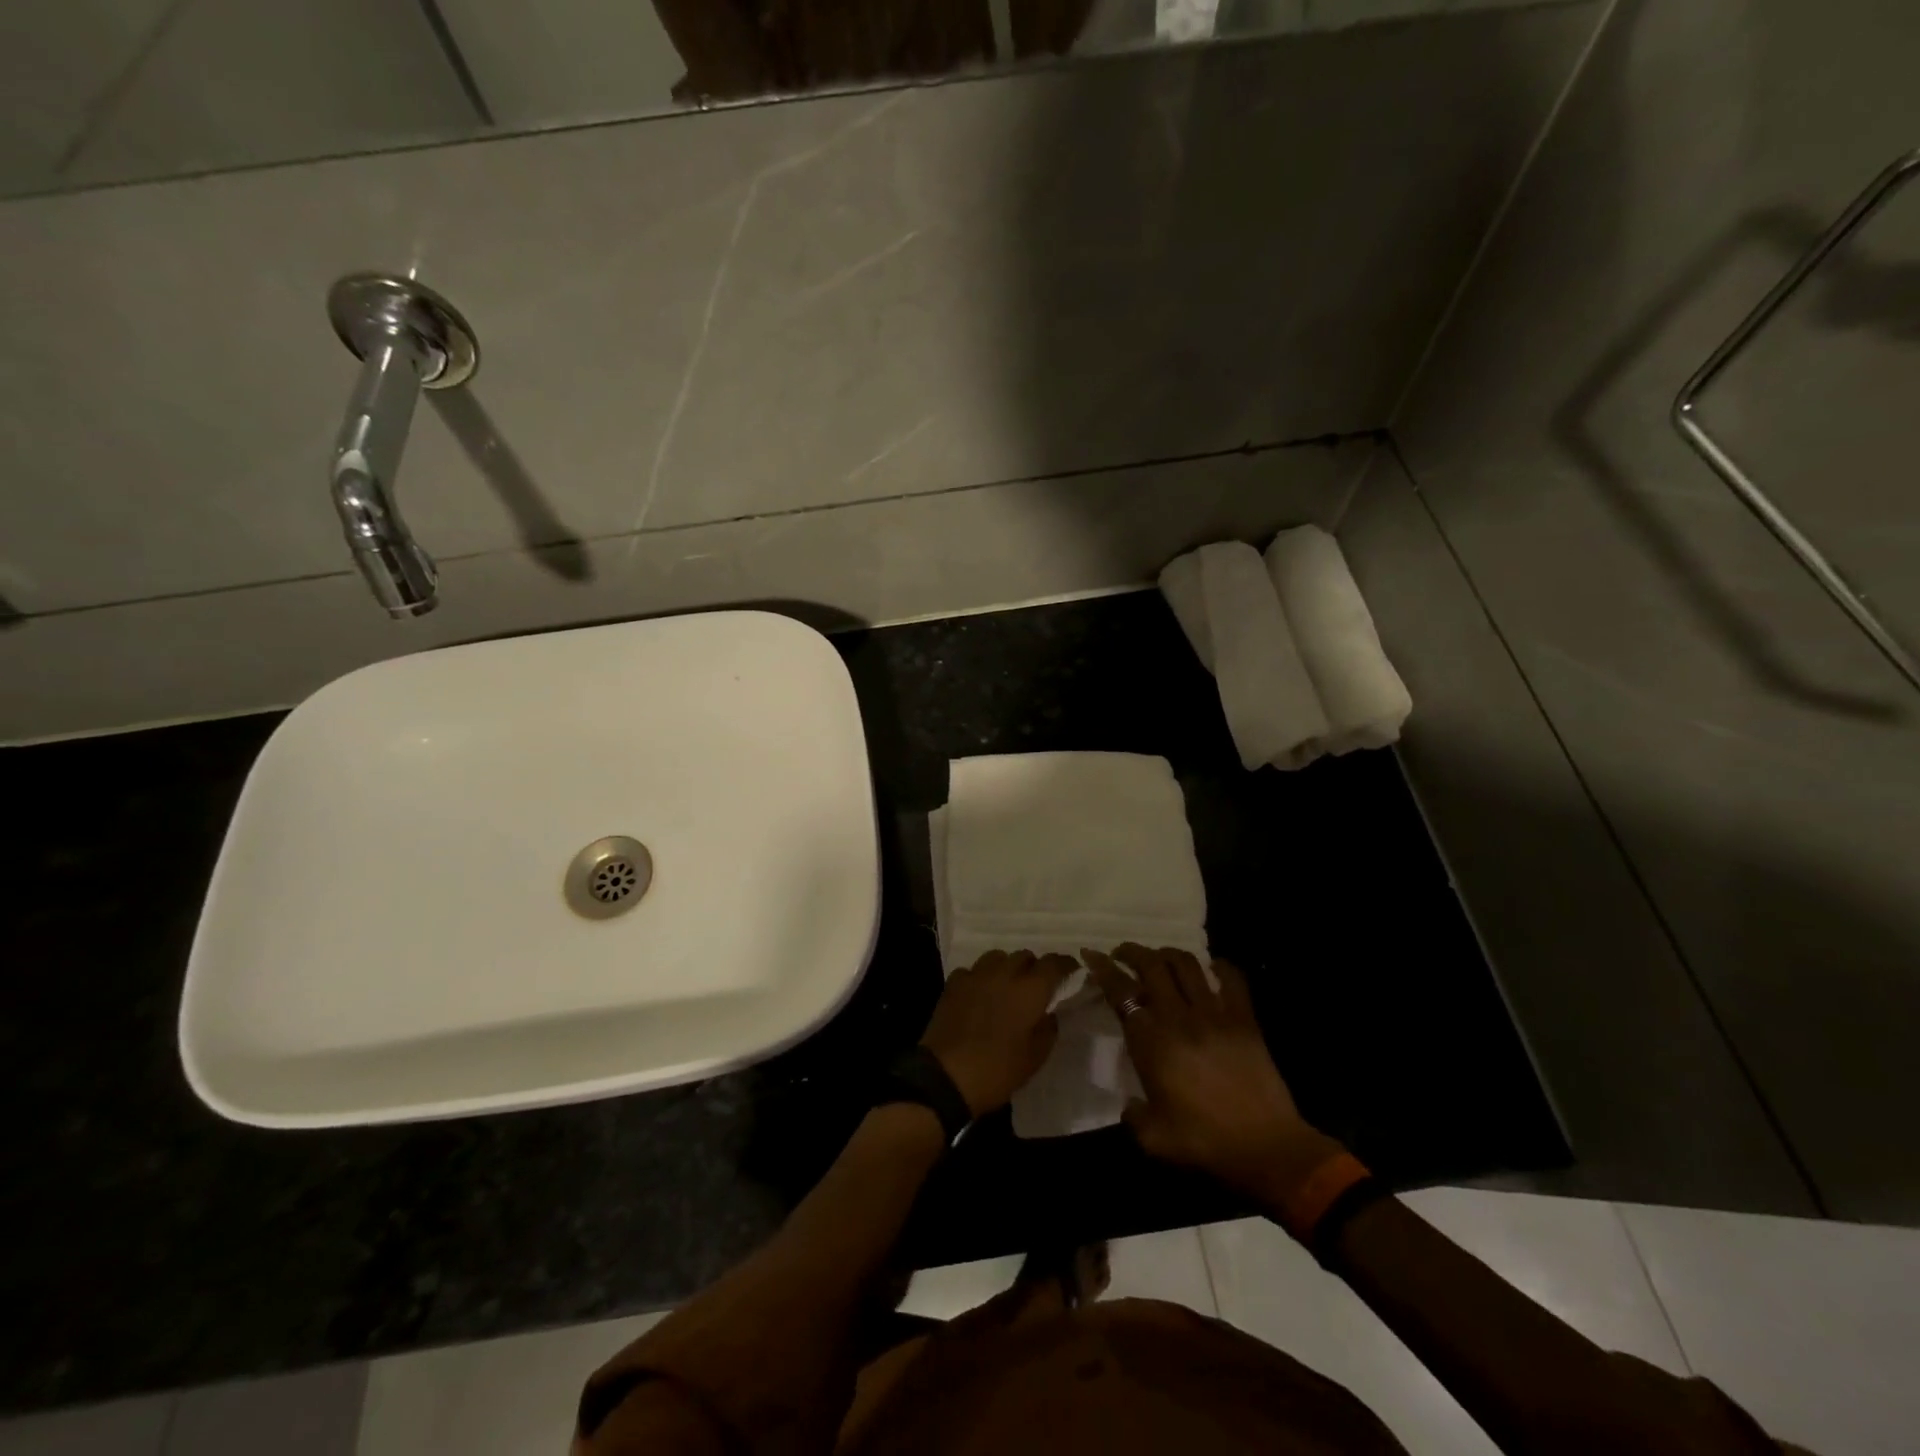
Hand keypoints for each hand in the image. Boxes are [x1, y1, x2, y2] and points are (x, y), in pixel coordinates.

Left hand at [921, 950, 1076, 1117]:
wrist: (947, 1076)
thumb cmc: (997, 1070)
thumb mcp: (1034, 1058)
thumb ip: (1048, 1030)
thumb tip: (1050, 1013)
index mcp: (1029, 991)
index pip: (1052, 964)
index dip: (1065, 963)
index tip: (1072, 969)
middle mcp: (1004, 974)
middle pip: (1024, 955)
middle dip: (1034, 967)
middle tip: (1036, 986)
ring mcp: (976, 976)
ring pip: (997, 957)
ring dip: (1007, 967)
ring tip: (1006, 987)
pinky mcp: (953, 984)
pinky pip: (972, 971)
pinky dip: (980, 978)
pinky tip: (979, 995)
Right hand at [1084, 944, 1343, 1203]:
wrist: (1267, 1149)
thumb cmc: (1206, 1143)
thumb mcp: (1154, 1139)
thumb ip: (1133, 1116)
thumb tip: (1129, 1104)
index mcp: (1152, 1042)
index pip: (1121, 991)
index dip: (1102, 968)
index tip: (1091, 954)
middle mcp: (1179, 1018)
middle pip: (1152, 966)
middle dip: (1132, 952)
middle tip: (1121, 953)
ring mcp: (1215, 1014)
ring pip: (1187, 964)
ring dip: (1167, 954)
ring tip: (1159, 958)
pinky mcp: (1245, 1019)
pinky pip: (1232, 979)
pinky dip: (1219, 966)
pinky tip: (1212, 968)